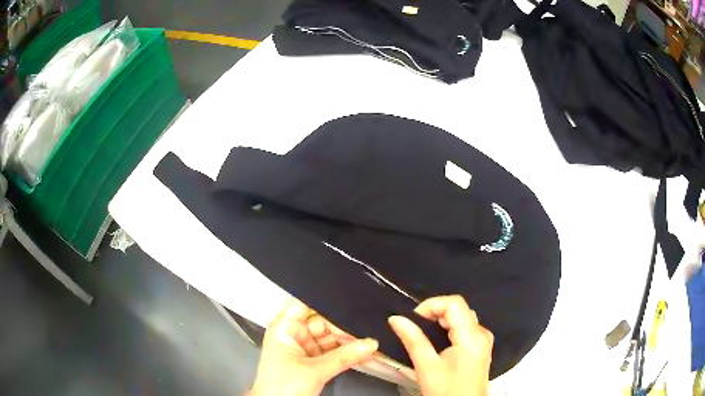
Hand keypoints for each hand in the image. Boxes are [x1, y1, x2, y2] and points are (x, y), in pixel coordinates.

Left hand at [248, 297, 378, 395]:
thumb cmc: (277, 390)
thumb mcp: (314, 371)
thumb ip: (344, 357)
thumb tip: (368, 345)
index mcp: (284, 328)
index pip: (304, 302)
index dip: (325, 299)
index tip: (348, 302)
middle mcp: (292, 335)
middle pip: (323, 321)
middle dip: (344, 327)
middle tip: (364, 334)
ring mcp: (303, 348)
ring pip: (330, 338)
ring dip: (349, 342)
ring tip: (367, 345)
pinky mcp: (311, 361)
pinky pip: (332, 352)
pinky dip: (346, 354)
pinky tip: (361, 353)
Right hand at [388, 295, 493, 395]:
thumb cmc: (446, 391)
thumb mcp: (427, 366)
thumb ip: (413, 339)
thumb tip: (396, 319)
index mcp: (472, 336)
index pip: (455, 303)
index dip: (432, 304)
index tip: (413, 318)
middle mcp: (482, 335)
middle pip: (459, 309)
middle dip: (434, 313)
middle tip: (414, 326)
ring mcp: (483, 342)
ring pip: (462, 319)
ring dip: (441, 321)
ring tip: (422, 334)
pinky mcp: (480, 349)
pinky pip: (465, 330)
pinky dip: (448, 330)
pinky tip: (436, 342)